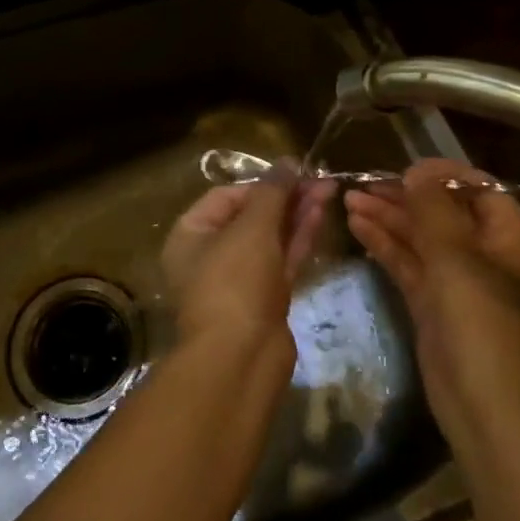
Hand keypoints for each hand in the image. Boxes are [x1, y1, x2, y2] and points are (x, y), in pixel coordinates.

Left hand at [161, 169, 335, 363]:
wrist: (241, 359)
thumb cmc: (234, 282)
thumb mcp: (251, 228)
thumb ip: (272, 192)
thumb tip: (287, 161)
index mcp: (191, 235)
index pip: (226, 196)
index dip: (261, 183)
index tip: (294, 172)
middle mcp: (210, 255)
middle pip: (252, 216)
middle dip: (286, 197)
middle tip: (320, 179)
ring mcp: (239, 279)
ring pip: (271, 238)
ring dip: (298, 214)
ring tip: (329, 190)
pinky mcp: (264, 299)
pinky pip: (282, 260)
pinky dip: (300, 238)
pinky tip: (321, 215)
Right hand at [344, 158, 519, 437]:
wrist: (481, 403)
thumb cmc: (478, 320)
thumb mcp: (456, 255)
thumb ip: (434, 208)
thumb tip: (418, 171)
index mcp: (504, 238)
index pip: (480, 190)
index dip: (445, 175)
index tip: (408, 168)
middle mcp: (481, 253)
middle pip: (442, 212)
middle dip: (404, 196)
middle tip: (365, 184)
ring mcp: (454, 279)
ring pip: (418, 237)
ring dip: (387, 217)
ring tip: (348, 200)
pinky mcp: (430, 301)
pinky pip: (406, 262)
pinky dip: (383, 244)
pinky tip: (356, 227)